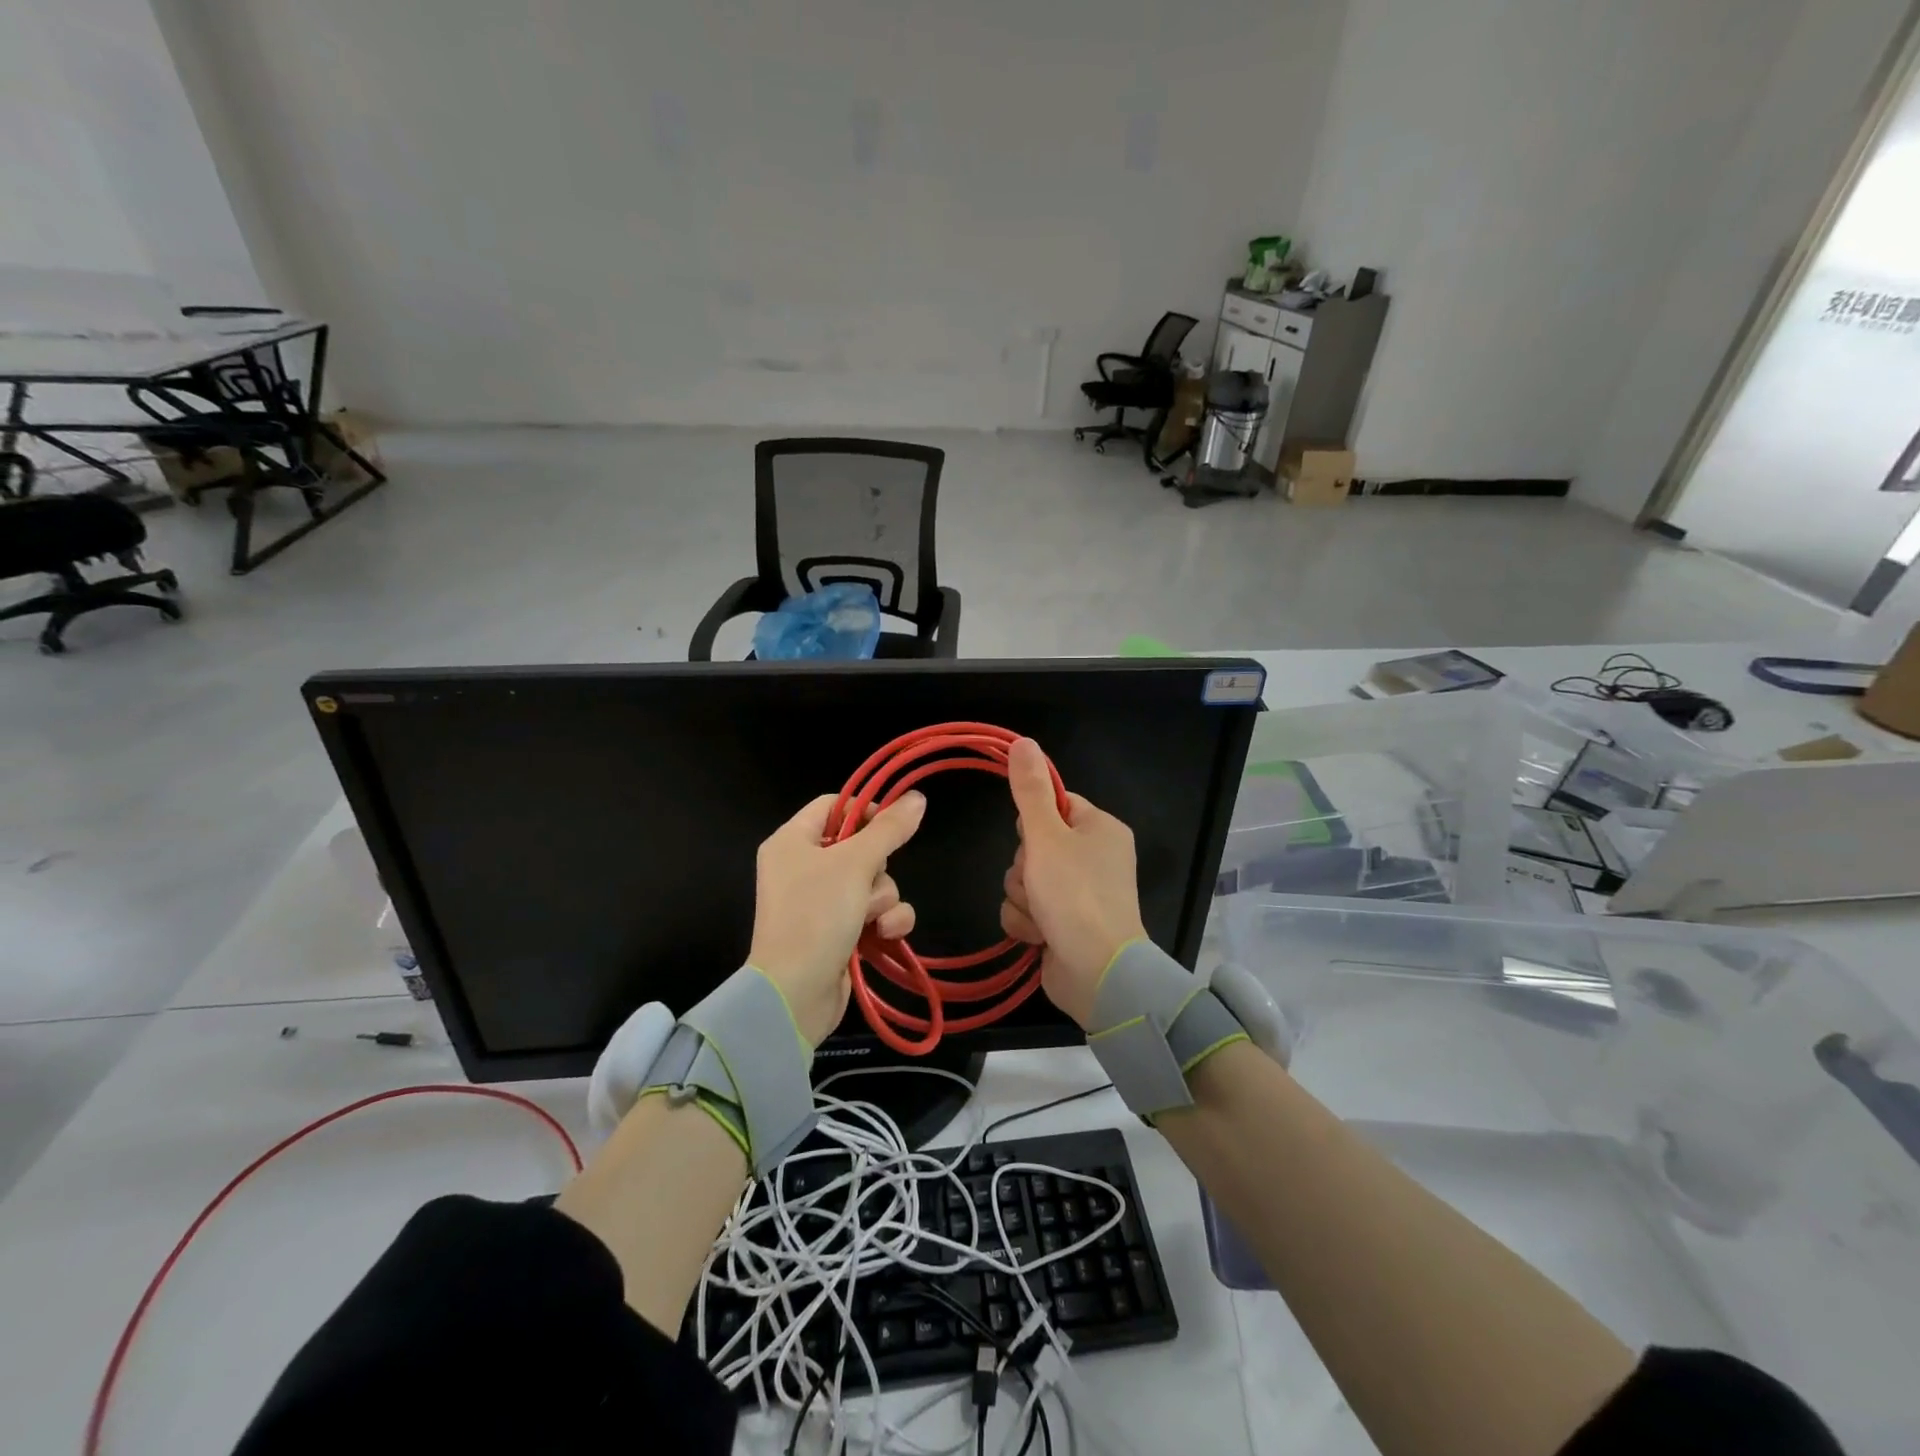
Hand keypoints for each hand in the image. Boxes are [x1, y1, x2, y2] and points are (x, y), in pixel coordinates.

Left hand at [748, 791, 925, 1045]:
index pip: (832, 806)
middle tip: (869, 883)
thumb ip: (889, 829)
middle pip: (859, 847)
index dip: (865, 810)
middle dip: (877, 868)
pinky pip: (874, 914)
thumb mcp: (855, 863)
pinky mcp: (838, 933)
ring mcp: (820, 904)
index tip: (894, 822)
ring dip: (883, 900)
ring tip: (872, 919)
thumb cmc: (816, 915)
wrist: (795, 994)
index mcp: (791, 841)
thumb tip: (918, 797)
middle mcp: (802, 868)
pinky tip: (884, 936)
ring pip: (873, 883)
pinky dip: (884, 923)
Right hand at [999, 738, 1147, 1028]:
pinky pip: (1027, 910)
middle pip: (1034, 845)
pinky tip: (1039, 936)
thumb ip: (1030, 790)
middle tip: (1039, 882)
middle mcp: (1093, 858)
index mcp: (1100, 829)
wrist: (1097, 973)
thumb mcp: (1046, 835)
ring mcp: (1080, 894)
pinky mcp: (1064, 925)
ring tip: (1042, 915)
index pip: (1054, 805)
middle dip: (1026, 868)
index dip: (1034, 822)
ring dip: (1023, 898)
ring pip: (1025, 880)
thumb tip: (1023, 741)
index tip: (1033, 838)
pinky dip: (1027, 922)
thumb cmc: (1075, 895)